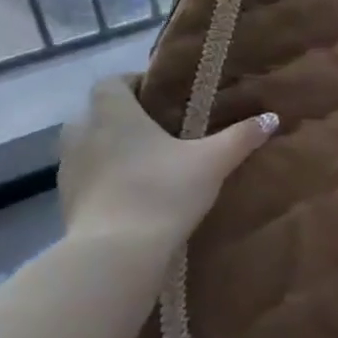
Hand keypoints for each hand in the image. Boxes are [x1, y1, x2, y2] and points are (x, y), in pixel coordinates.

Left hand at [58, 76, 277, 253]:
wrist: (115, 255)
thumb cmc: (162, 191)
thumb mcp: (212, 162)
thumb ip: (241, 137)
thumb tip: (272, 117)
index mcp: (113, 113)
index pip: (111, 82)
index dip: (134, 83)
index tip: (162, 97)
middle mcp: (83, 133)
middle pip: (97, 112)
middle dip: (123, 116)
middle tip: (159, 129)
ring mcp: (69, 170)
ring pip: (89, 146)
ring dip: (111, 148)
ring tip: (147, 162)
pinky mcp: (66, 203)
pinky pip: (86, 178)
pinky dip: (104, 179)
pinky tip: (132, 194)